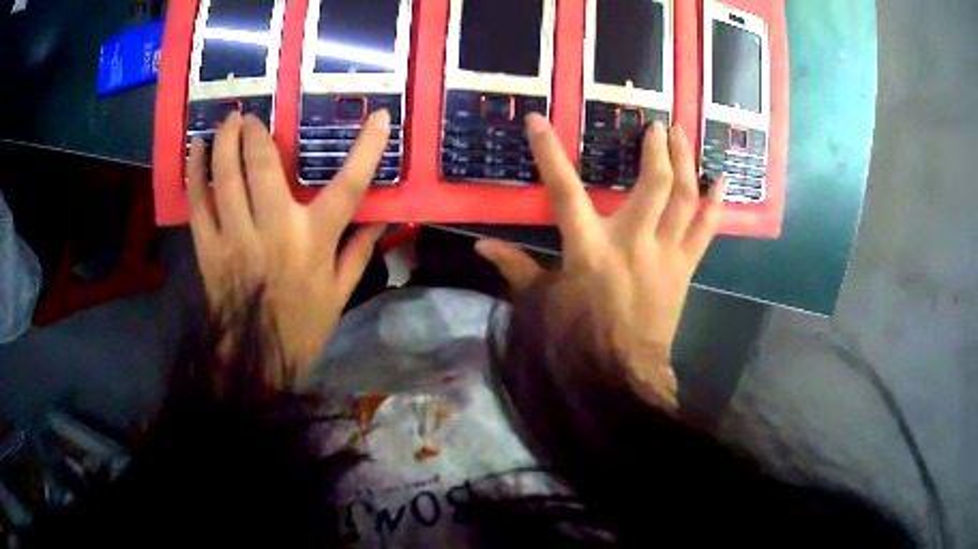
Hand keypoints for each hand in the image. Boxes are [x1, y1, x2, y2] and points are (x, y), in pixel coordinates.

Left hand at [186, 110, 390, 372]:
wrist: (256, 360)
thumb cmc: (303, 326)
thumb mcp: (341, 291)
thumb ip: (360, 248)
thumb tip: (383, 214)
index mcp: (314, 240)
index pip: (348, 186)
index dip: (368, 148)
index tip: (380, 116)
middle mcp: (274, 230)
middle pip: (264, 166)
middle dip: (257, 133)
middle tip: (253, 116)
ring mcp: (236, 237)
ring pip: (226, 176)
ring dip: (226, 140)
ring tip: (228, 121)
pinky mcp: (209, 248)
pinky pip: (198, 203)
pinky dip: (195, 172)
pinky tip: (196, 149)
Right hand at [476, 114, 724, 404]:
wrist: (623, 376)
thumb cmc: (579, 341)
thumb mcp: (541, 304)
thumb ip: (515, 268)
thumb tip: (480, 246)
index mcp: (589, 250)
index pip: (564, 191)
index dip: (548, 153)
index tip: (538, 120)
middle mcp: (633, 243)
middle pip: (653, 184)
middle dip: (656, 149)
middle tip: (656, 125)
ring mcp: (666, 255)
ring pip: (684, 198)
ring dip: (687, 162)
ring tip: (685, 134)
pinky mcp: (686, 269)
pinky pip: (706, 230)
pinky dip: (715, 204)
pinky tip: (721, 180)